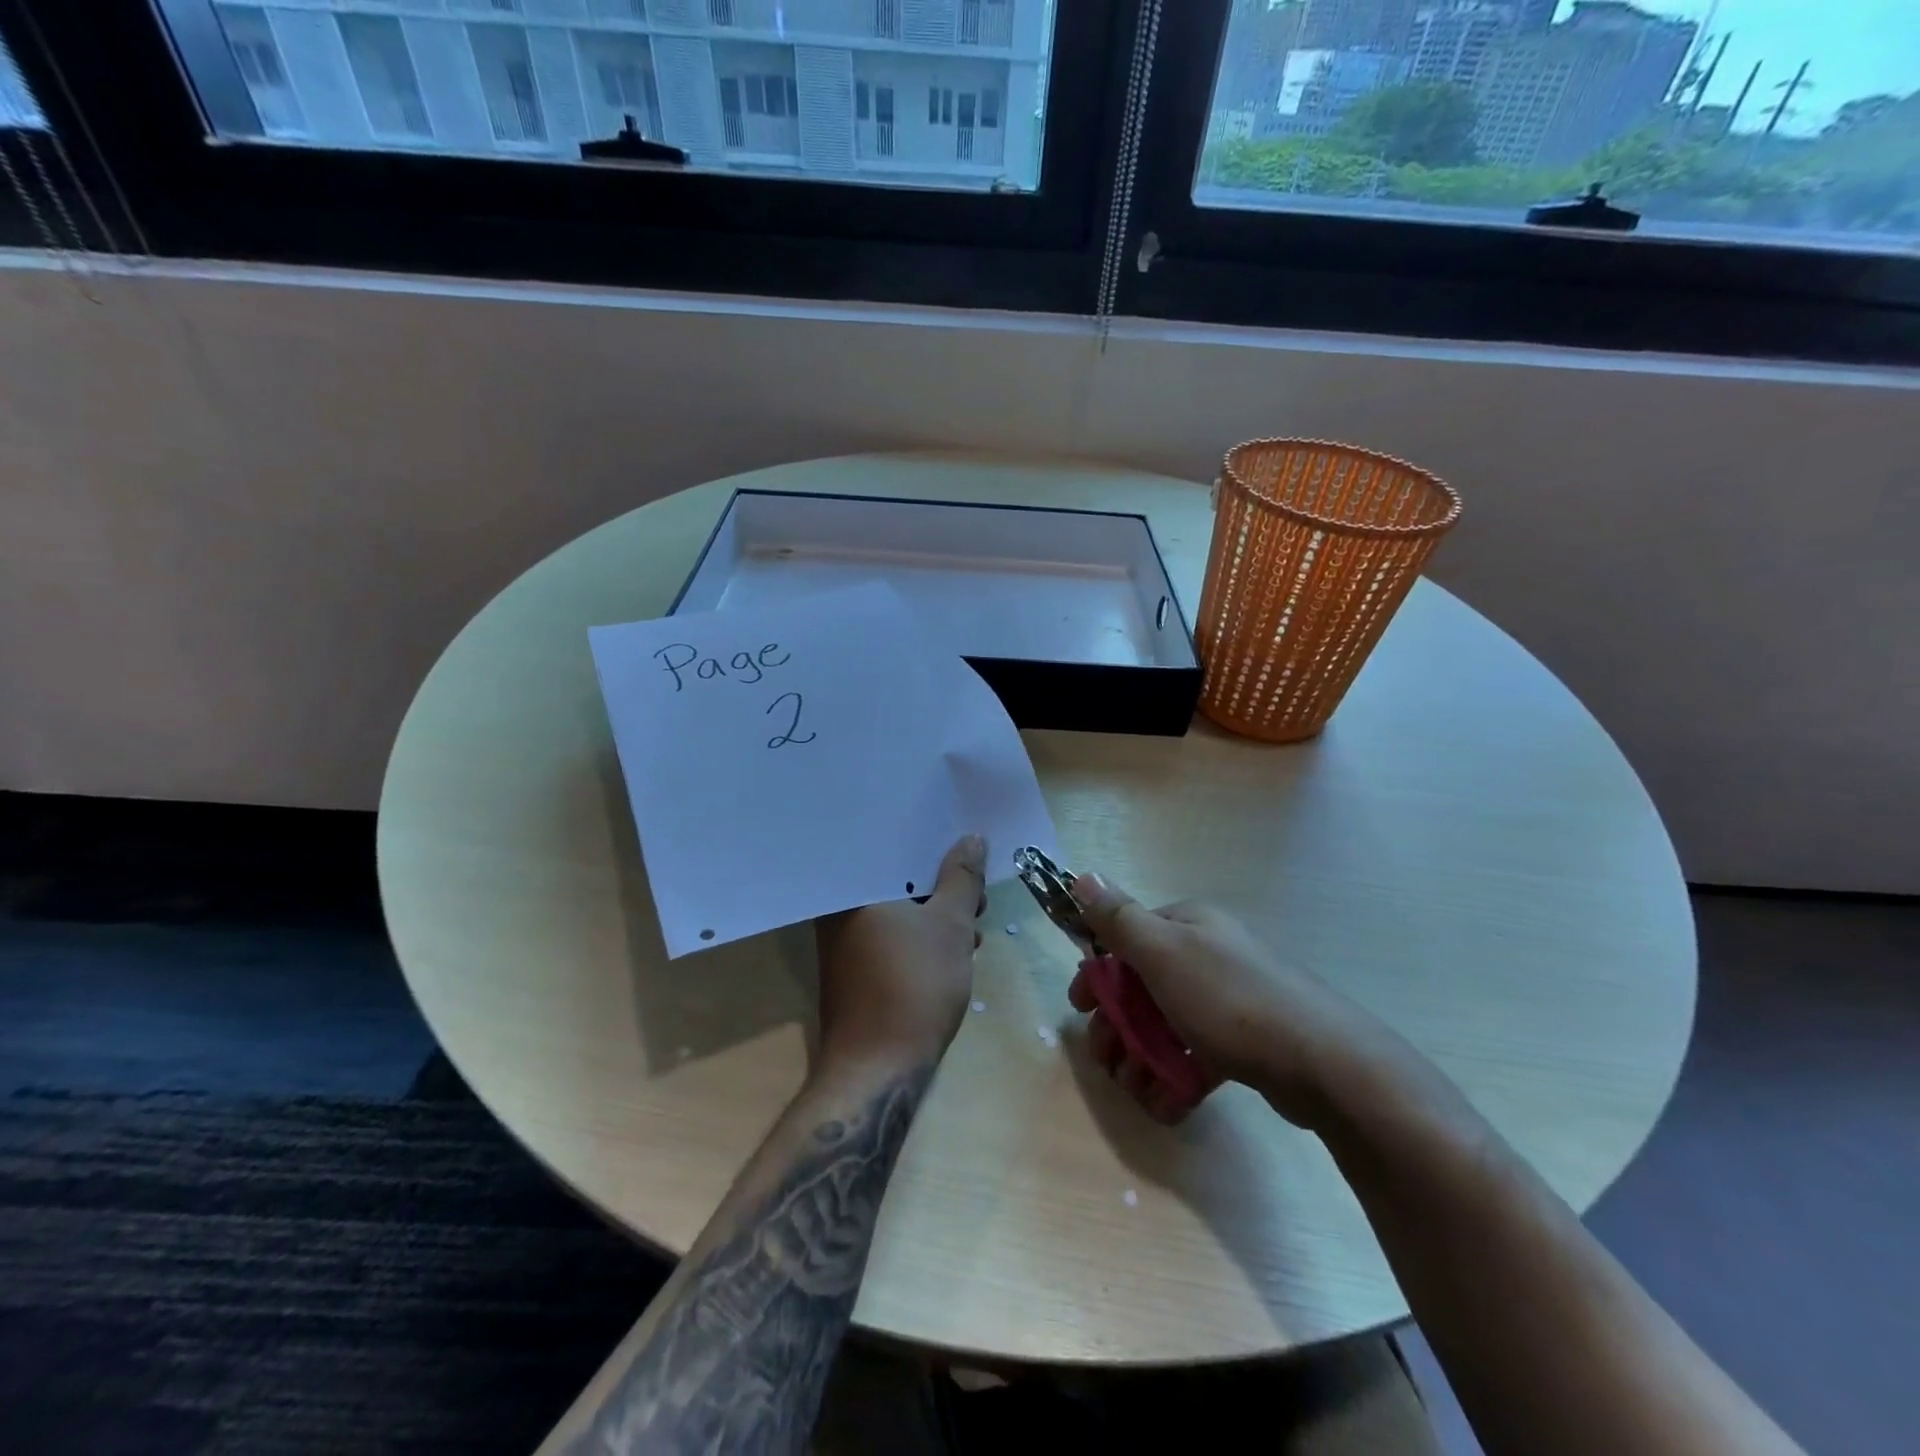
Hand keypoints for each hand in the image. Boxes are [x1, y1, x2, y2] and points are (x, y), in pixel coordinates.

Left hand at [812, 835, 987, 1072]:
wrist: (878, 1069)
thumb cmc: (914, 985)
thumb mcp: (951, 925)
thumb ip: (962, 878)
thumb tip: (972, 838)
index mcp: (851, 889)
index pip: (890, 846)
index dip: (931, 843)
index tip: (963, 844)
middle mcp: (839, 909)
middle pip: (895, 878)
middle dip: (940, 882)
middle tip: (977, 891)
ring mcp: (845, 941)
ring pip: (897, 908)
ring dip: (936, 911)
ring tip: (974, 922)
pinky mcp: (855, 967)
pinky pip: (891, 934)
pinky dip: (921, 935)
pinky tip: (954, 948)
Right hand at [1068, 872, 1402, 1128]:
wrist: (1324, 1063)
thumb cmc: (1230, 1000)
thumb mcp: (1163, 952)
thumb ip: (1118, 918)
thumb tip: (1081, 875)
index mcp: (1187, 926)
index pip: (1126, 940)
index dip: (1097, 976)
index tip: (1078, 1011)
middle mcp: (1207, 954)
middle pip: (1142, 988)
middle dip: (1117, 1027)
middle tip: (1106, 1062)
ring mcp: (1228, 999)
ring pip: (1166, 1026)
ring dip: (1142, 1059)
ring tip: (1137, 1090)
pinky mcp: (1246, 1043)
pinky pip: (1197, 1055)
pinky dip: (1176, 1078)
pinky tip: (1168, 1104)